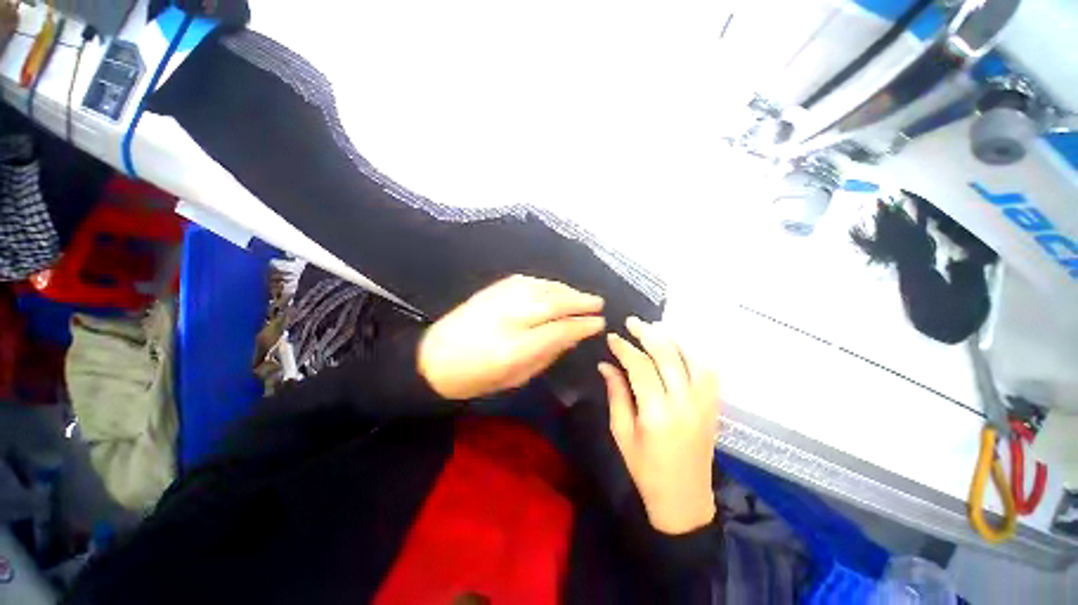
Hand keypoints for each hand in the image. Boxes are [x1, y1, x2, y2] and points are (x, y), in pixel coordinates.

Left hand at [418, 275, 605, 399]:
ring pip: (542, 288)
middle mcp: (509, 317)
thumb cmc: (476, 377)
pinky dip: (546, 284)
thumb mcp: (515, 377)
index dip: (582, 324)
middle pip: (553, 302)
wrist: (432, 358)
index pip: (559, 329)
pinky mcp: (492, 289)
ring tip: (581, 295)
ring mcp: (499, 299)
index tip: (599, 323)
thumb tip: (571, 337)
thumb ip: (546, 354)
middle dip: (579, 301)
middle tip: (598, 302)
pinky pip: (527, 281)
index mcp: (514, 347)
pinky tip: (555, 288)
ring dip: (566, 290)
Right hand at [600, 317, 719, 534]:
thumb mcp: (622, 433)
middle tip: (632, 322)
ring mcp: (704, 404)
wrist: (684, 499)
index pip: (640, 367)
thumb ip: (616, 394)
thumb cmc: (645, 469)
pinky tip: (680, 345)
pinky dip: (695, 353)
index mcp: (656, 413)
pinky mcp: (713, 407)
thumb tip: (606, 365)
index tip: (612, 337)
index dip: (625, 348)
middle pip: (668, 356)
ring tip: (656, 327)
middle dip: (648, 334)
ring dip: (674, 338)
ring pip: (692, 358)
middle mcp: (684, 403)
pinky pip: (708, 371)